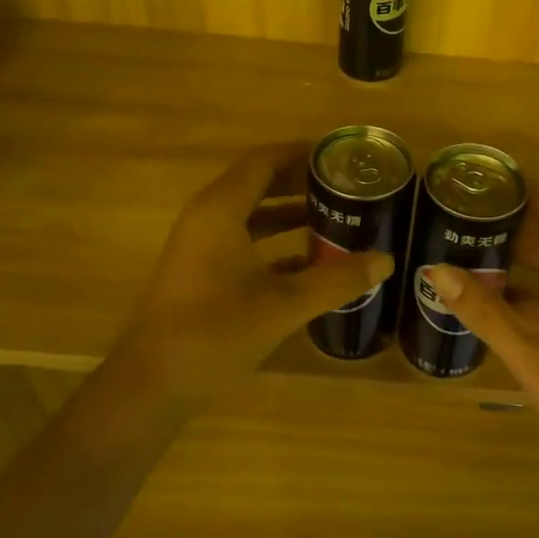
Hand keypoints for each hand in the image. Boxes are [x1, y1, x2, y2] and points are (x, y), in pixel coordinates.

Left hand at [114, 144, 393, 404]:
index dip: (301, 153)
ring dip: (288, 211)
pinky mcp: (199, 270)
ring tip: (334, 215)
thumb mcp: (285, 305)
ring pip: (250, 212)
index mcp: (221, 209)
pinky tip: (308, 261)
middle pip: (257, 181)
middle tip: (345, 185)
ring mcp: (200, 244)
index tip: (339, 156)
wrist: (153, 384)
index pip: (264, 160)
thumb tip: (386, 260)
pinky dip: (273, 241)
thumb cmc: (216, 332)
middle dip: (300, 181)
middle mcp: (207, 216)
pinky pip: (241, 239)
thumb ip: (337, 280)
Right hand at [424, 192, 538, 482]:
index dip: (532, 195)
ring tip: (476, 246)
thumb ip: (484, 311)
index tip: (495, 179)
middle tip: (474, 213)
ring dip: (523, 261)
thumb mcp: (530, 354)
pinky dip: (530, 293)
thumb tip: (437, 271)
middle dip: (519, 226)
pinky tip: (495, 298)